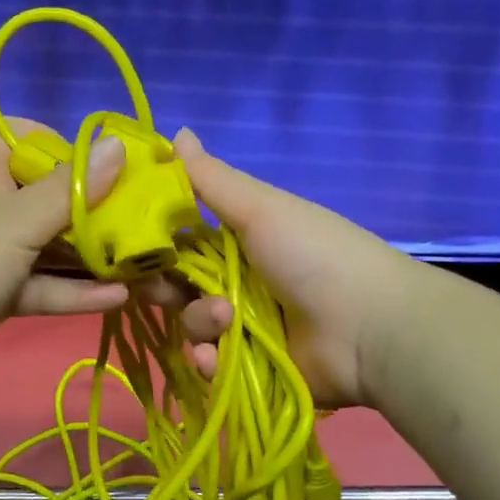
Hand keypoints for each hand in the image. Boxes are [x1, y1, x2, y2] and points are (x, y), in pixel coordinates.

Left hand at [0, 120, 128, 380]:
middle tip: (142, 217)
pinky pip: (42, 283)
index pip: (27, 136)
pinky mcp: (0, 289)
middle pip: (49, 194)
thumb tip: (118, 145)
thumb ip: (71, 188)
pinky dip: (73, 290)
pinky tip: (118, 296)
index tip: (104, 164)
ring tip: (141, 261)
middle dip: (94, 209)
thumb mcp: (18, 220)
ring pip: (50, 244)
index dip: (64, 145)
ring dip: (90, 255)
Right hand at [160, 129, 413, 408]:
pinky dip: (210, 362)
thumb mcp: (260, 208)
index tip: (129, 245)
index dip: (154, 243)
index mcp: (240, 240)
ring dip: (200, 323)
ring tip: (226, 322)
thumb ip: (210, 178)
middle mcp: (238, 281)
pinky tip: (218, 359)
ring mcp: (245, 328)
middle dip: (165, 288)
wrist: (370, 328)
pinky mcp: (250, 368)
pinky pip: (210, 365)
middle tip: (163, 289)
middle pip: (178, 285)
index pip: (180, 239)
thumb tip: (175, 130)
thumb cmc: (313, 255)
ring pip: (192, 325)